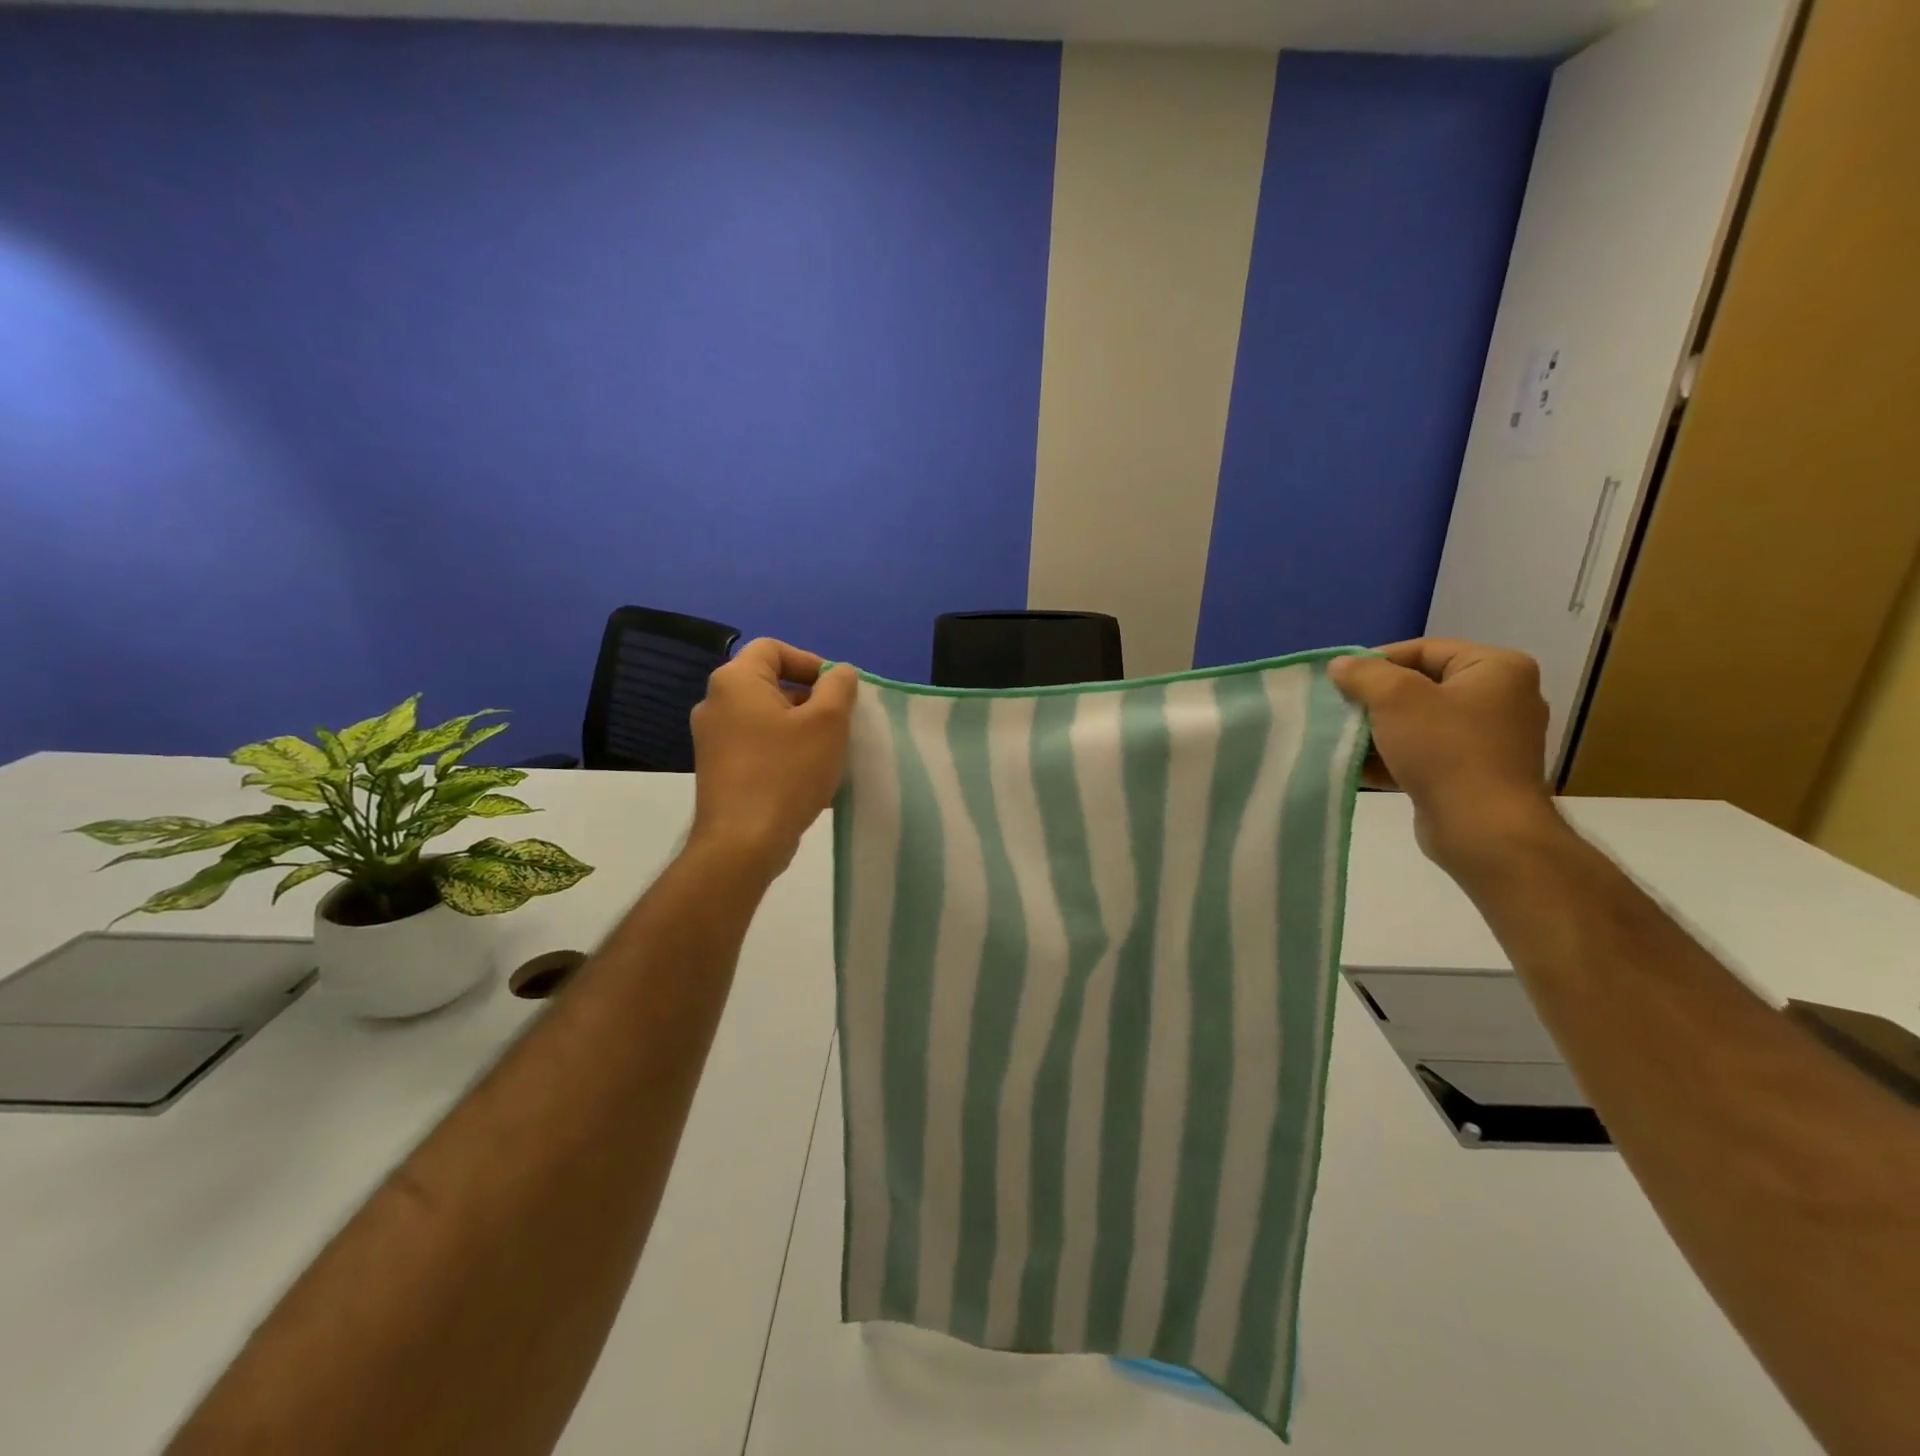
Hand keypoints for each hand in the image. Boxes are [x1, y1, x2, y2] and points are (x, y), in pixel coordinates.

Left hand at [687, 639, 857, 877]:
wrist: (742, 843)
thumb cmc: (787, 772)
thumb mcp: (828, 722)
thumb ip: (838, 686)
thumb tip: (839, 672)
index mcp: (735, 681)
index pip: (774, 649)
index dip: (810, 662)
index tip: (837, 690)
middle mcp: (715, 703)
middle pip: (769, 682)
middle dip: (810, 697)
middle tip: (840, 722)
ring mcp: (712, 739)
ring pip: (765, 717)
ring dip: (800, 726)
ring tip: (829, 752)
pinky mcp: (718, 769)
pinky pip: (757, 744)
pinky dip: (783, 749)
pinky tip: (808, 776)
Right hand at [1329, 639, 1560, 870]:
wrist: (1483, 830)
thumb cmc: (1446, 750)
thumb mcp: (1395, 698)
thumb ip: (1364, 674)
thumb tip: (1340, 665)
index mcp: (1496, 669)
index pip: (1424, 649)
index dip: (1377, 661)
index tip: (1339, 680)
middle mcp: (1501, 699)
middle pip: (1420, 686)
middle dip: (1375, 700)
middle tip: (1339, 709)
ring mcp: (1489, 740)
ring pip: (1418, 723)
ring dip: (1378, 731)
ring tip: (1342, 739)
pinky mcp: (1473, 774)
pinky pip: (1424, 754)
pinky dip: (1392, 757)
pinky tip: (1357, 767)